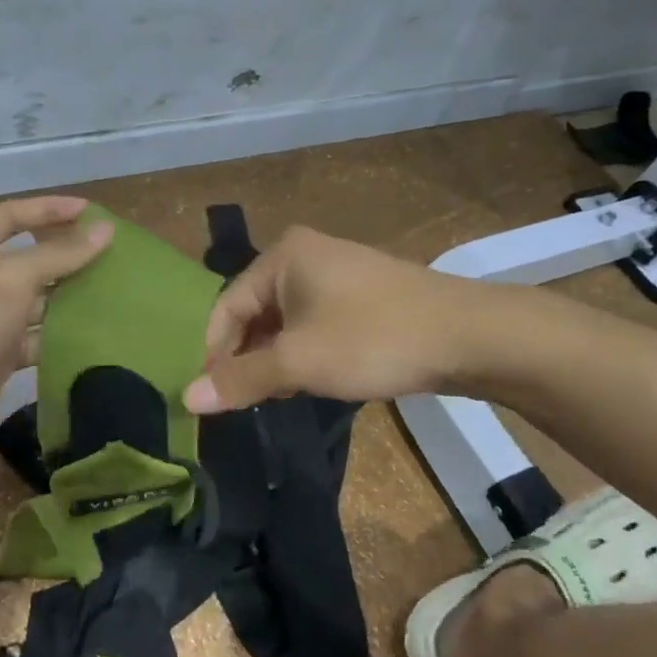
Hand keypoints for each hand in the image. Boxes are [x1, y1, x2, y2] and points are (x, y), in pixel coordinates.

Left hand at [0, 195, 112, 450]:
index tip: (93, 211)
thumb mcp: (11, 276)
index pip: (14, 214)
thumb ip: (60, 253)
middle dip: (68, 255)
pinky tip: (98, 335)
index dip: (51, 209)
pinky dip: (62, 337)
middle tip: (114, 254)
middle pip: (30, 257)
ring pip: (38, 301)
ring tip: (117, 293)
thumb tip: (105, 229)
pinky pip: (37, 339)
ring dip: (71, 298)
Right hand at [183, 226, 501, 412]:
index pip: (226, 306)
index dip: (215, 353)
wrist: (468, 336)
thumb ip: (241, 379)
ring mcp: (336, 272)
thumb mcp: (299, 362)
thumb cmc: (372, 339)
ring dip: (276, 358)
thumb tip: (187, 398)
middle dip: (247, 356)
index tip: (213, 397)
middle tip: (244, 400)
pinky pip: (315, 322)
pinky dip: (304, 352)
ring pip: (286, 320)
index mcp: (282, 256)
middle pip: (255, 312)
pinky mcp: (361, 294)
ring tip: (275, 396)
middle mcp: (304, 255)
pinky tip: (311, 381)